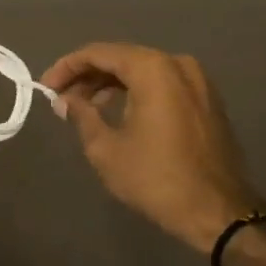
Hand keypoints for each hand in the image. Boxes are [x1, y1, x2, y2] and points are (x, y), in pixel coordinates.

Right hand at [41, 43, 260, 252]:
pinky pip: (163, 84)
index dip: (67, 67)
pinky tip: (119, 113)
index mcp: (153, 68)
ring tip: (86, 109)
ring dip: (112, 85)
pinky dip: (137, 92)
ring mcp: (198, 80)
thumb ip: (82, 115)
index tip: (46, 87)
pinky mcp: (207, 99)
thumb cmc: (157, 178)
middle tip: (62, 98)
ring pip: (144, 71)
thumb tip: (67, 99)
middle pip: (123, 58)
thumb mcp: (107, 149)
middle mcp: (177, 64)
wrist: (219, 212)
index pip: (99, 53)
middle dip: (89, 76)